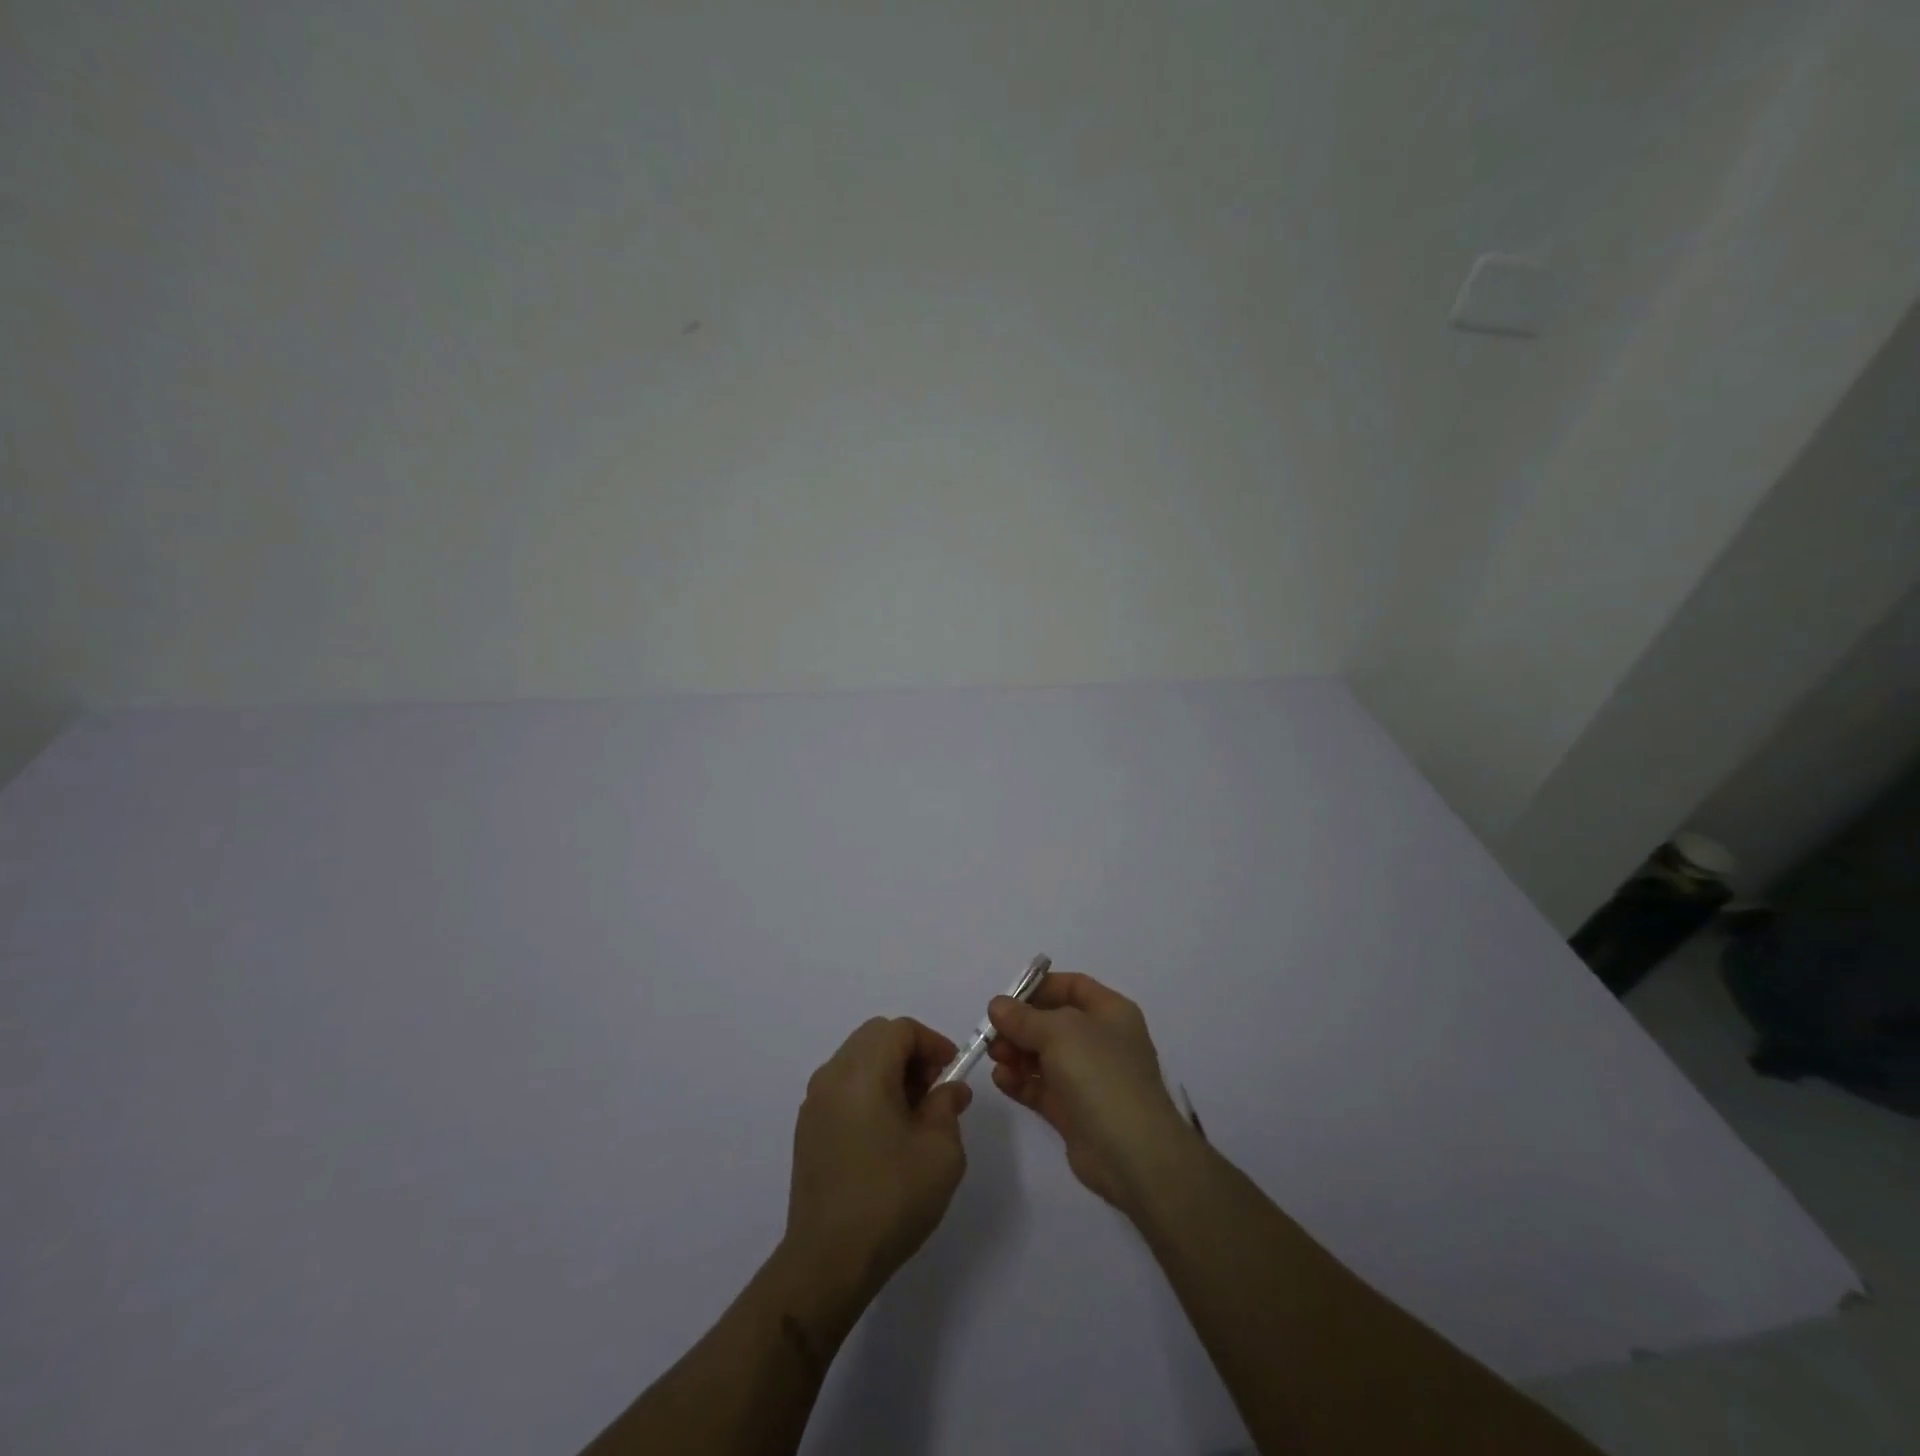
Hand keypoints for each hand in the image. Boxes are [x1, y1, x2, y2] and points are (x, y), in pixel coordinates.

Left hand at [783, 1017, 972, 1314]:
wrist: (827, 1261)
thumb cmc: (891, 1198)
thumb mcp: (940, 1151)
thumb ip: (947, 1107)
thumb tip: (949, 1089)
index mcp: (863, 1072)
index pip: (900, 1029)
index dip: (932, 1042)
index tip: (952, 1071)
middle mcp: (832, 1076)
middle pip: (875, 1037)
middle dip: (910, 1053)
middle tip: (934, 1090)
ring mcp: (815, 1102)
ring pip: (857, 1060)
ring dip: (889, 1071)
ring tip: (913, 1114)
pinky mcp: (808, 1129)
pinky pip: (843, 1087)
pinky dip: (868, 1090)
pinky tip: (885, 1133)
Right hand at [987, 972, 1199, 1212]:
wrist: (1132, 1152)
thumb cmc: (1100, 1074)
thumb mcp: (1059, 1032)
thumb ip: (1024, 1017)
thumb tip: (998, 1005)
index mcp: (1110, 1012)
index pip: (1073, 987)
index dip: (1040, 988)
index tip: (1007, 999)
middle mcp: (1101, 1041)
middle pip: (1052, 1023)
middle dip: (1020, 1025)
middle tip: (992, 1034)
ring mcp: (1088, 1078)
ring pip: (1044, 1056)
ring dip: (1016, 1053)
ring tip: (995, 1057)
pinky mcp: (1073, 1111)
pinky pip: (1041, 1088)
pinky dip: (1020, 1081)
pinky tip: (1001, 1080)